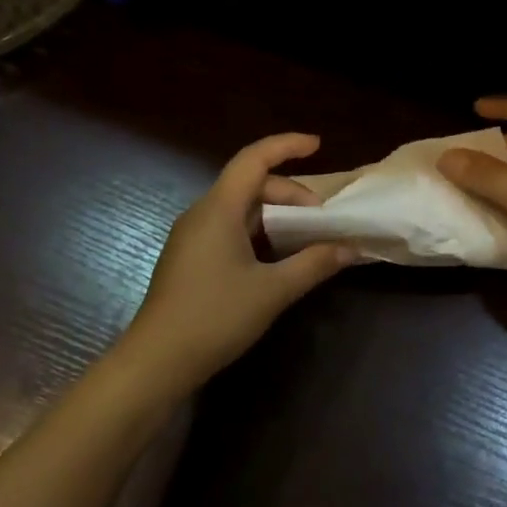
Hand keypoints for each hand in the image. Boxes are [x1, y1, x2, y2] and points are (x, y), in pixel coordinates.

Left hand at [120, 133, 351, 388]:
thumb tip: (350, 248)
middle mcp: (202, 214)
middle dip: (290, 193)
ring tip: (305, 237)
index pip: (253, 159)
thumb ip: (313, 264)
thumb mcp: (272, 291)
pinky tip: (276, 258)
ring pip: (240, 208)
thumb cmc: (215, 317)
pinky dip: (258, 232)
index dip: (286, 146)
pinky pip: (229, 228)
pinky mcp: (189, 258)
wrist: (157, 360)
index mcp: (219, 210)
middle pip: (250, 184)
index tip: (318, 145)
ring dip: (275, 215)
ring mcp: (192, 236)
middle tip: (321, 218)